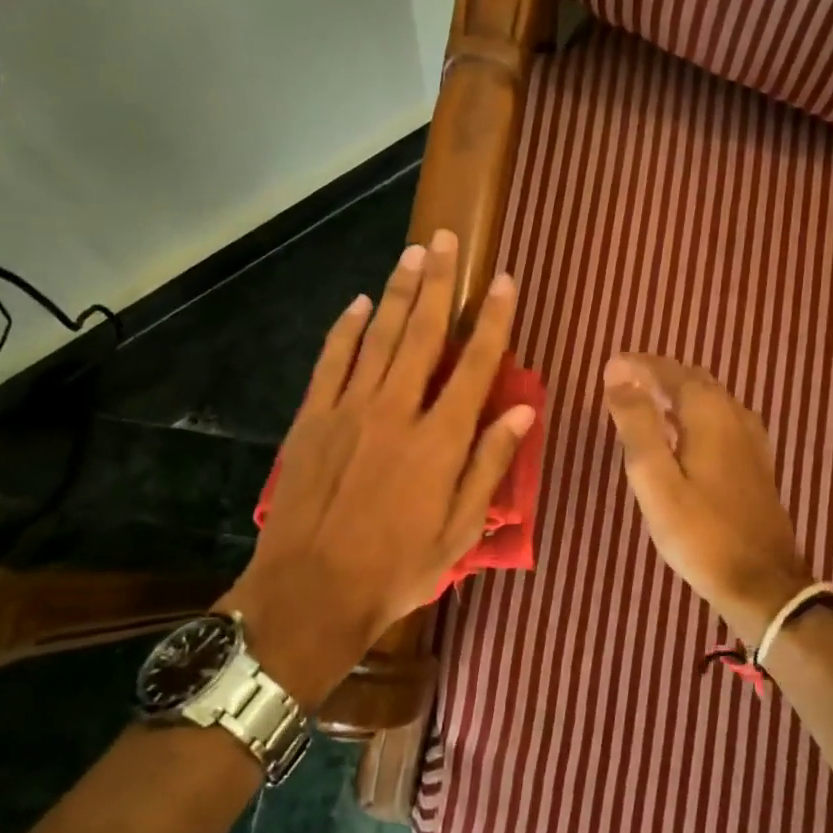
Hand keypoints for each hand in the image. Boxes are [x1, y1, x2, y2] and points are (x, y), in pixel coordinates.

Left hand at [233, 229, 533, 706]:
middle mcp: (396, 410)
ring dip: (399, 291)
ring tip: (415, 253)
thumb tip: (523, 413)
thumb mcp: (459, 531)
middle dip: (440, 282)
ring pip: (380, 336)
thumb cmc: (396, 570)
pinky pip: (332, 360)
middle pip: (424, 333)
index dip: (494, 320)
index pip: (475, 365)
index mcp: (439, 440)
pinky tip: (361, 302)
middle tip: (448, 240)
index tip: (505, 281)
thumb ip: (489, 466)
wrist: (310, 592)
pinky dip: (347, 328)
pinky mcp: (313, 417)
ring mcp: (349, 409)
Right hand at [602, 353, 813, 643]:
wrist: (762, 582)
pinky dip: (693, 411)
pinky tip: (681, 431)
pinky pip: (720, 417)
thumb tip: (619, 378)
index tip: (609, 366)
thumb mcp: (656, 480)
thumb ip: (637, 426)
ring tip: (644, 399)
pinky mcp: (755, 460)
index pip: (668, 372)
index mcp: (709, 413)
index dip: (637, 365)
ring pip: (708, 397)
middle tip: (622, 379)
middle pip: (692, 379)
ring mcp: (750, 438)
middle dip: (656, 373)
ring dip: (675, 391)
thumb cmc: (700, 532)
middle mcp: (734, 414)